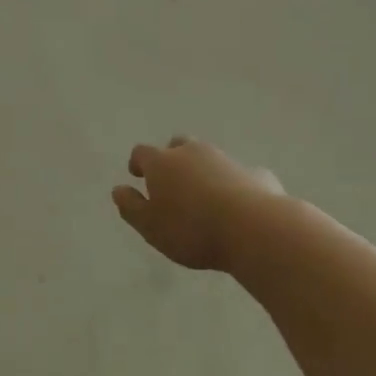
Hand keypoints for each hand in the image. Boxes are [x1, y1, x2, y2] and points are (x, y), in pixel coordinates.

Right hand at [111, 136, 285, 271]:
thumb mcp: (150, 226)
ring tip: (205, 196)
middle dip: (172, 158)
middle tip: (172, 180)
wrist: (254, 229)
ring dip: (203, 171)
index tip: (137, 174)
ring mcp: (227, 160)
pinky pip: (239, 176)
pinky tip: (238, 204)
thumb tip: (118, 189)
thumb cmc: (191, 229)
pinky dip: (234, 185)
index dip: (138, 163)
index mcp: (162, 162)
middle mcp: (193, 153)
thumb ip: (131, 206)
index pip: (142, 153)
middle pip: (178, 146)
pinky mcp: (257, 174)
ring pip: (209, 158)